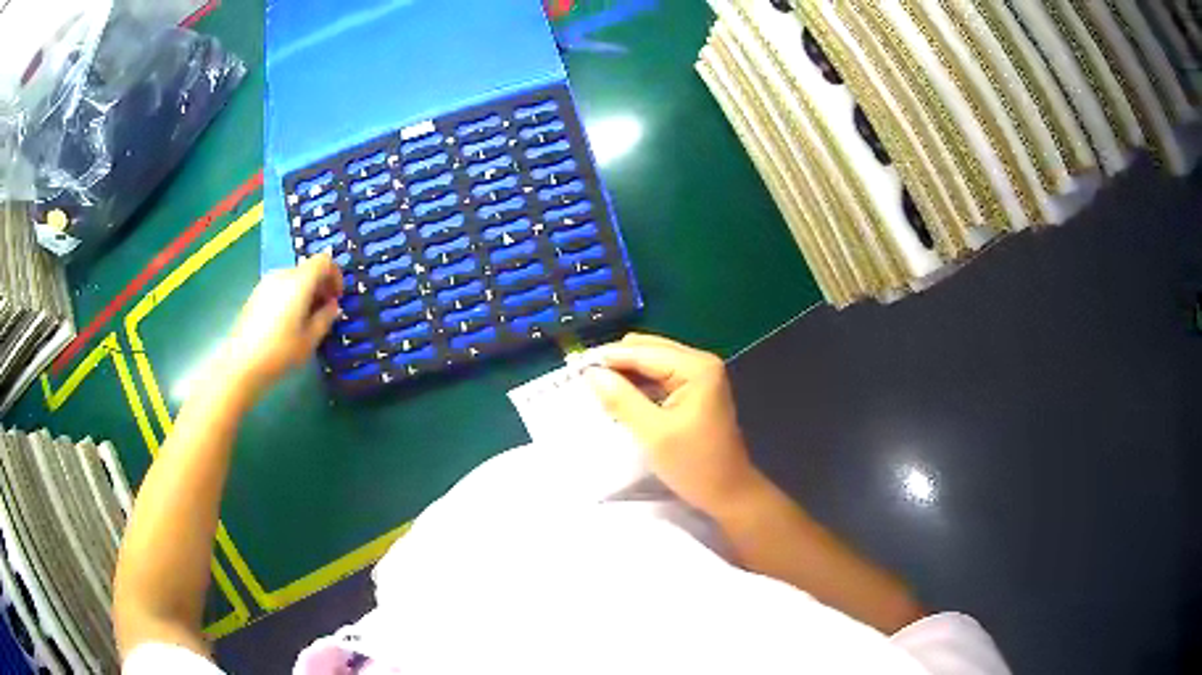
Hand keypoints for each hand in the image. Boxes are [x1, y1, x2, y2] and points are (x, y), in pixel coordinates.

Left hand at [223, 254, 343, 398]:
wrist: (240, 363)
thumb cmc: (279, 352)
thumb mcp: (310, 340)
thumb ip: (325, 318)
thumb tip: (333, 306)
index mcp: (299, 281)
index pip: (324, 261)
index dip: (336, 275)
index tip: (337, 297)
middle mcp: (283, 274)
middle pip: (308, 269)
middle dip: (320, 286)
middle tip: (324, 311)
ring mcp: (266, 283)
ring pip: (294, 278)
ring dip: (305, 292)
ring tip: (305, 319)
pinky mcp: (256, 294)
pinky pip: (280, 287)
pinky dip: (290, 296)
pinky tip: (287, 322)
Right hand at [586, 333, 761, 514]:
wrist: (729, 493)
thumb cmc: (695, 465)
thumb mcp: (653, 434)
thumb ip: (622, 400)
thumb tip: (591, 373)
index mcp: (696, 367)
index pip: (643, 352)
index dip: (608, 358)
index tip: (574, 367)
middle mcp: (700, 363)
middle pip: (648, 350)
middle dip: (617, 363)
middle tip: (584, 380)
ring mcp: (700, 376)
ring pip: (652, 363)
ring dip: (626, 374)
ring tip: (596, 388)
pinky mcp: (695, 391)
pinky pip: (660, 377)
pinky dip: (639, 384)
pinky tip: (620, 396)